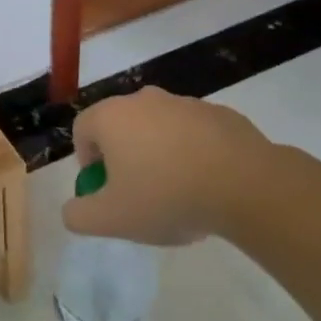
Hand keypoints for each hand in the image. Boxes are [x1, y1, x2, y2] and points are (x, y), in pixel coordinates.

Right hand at [62, 88, 281, 245]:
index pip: (83, 130)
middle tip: (138, 193)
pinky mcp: (222, 114)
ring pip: (159, 128)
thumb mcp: (111, 219)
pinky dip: (194, 153)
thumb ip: (79, 216)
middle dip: (124, 157)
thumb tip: (73, 209)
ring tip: (178, 192)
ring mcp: (186, 104)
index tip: (105, 189)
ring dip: (159, 154)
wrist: (247, 186)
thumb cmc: (167, 197)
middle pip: (121, 126)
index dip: (87, 161)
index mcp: (112, 117)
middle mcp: (144, 100)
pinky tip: (208, 185)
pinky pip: (195, 134)